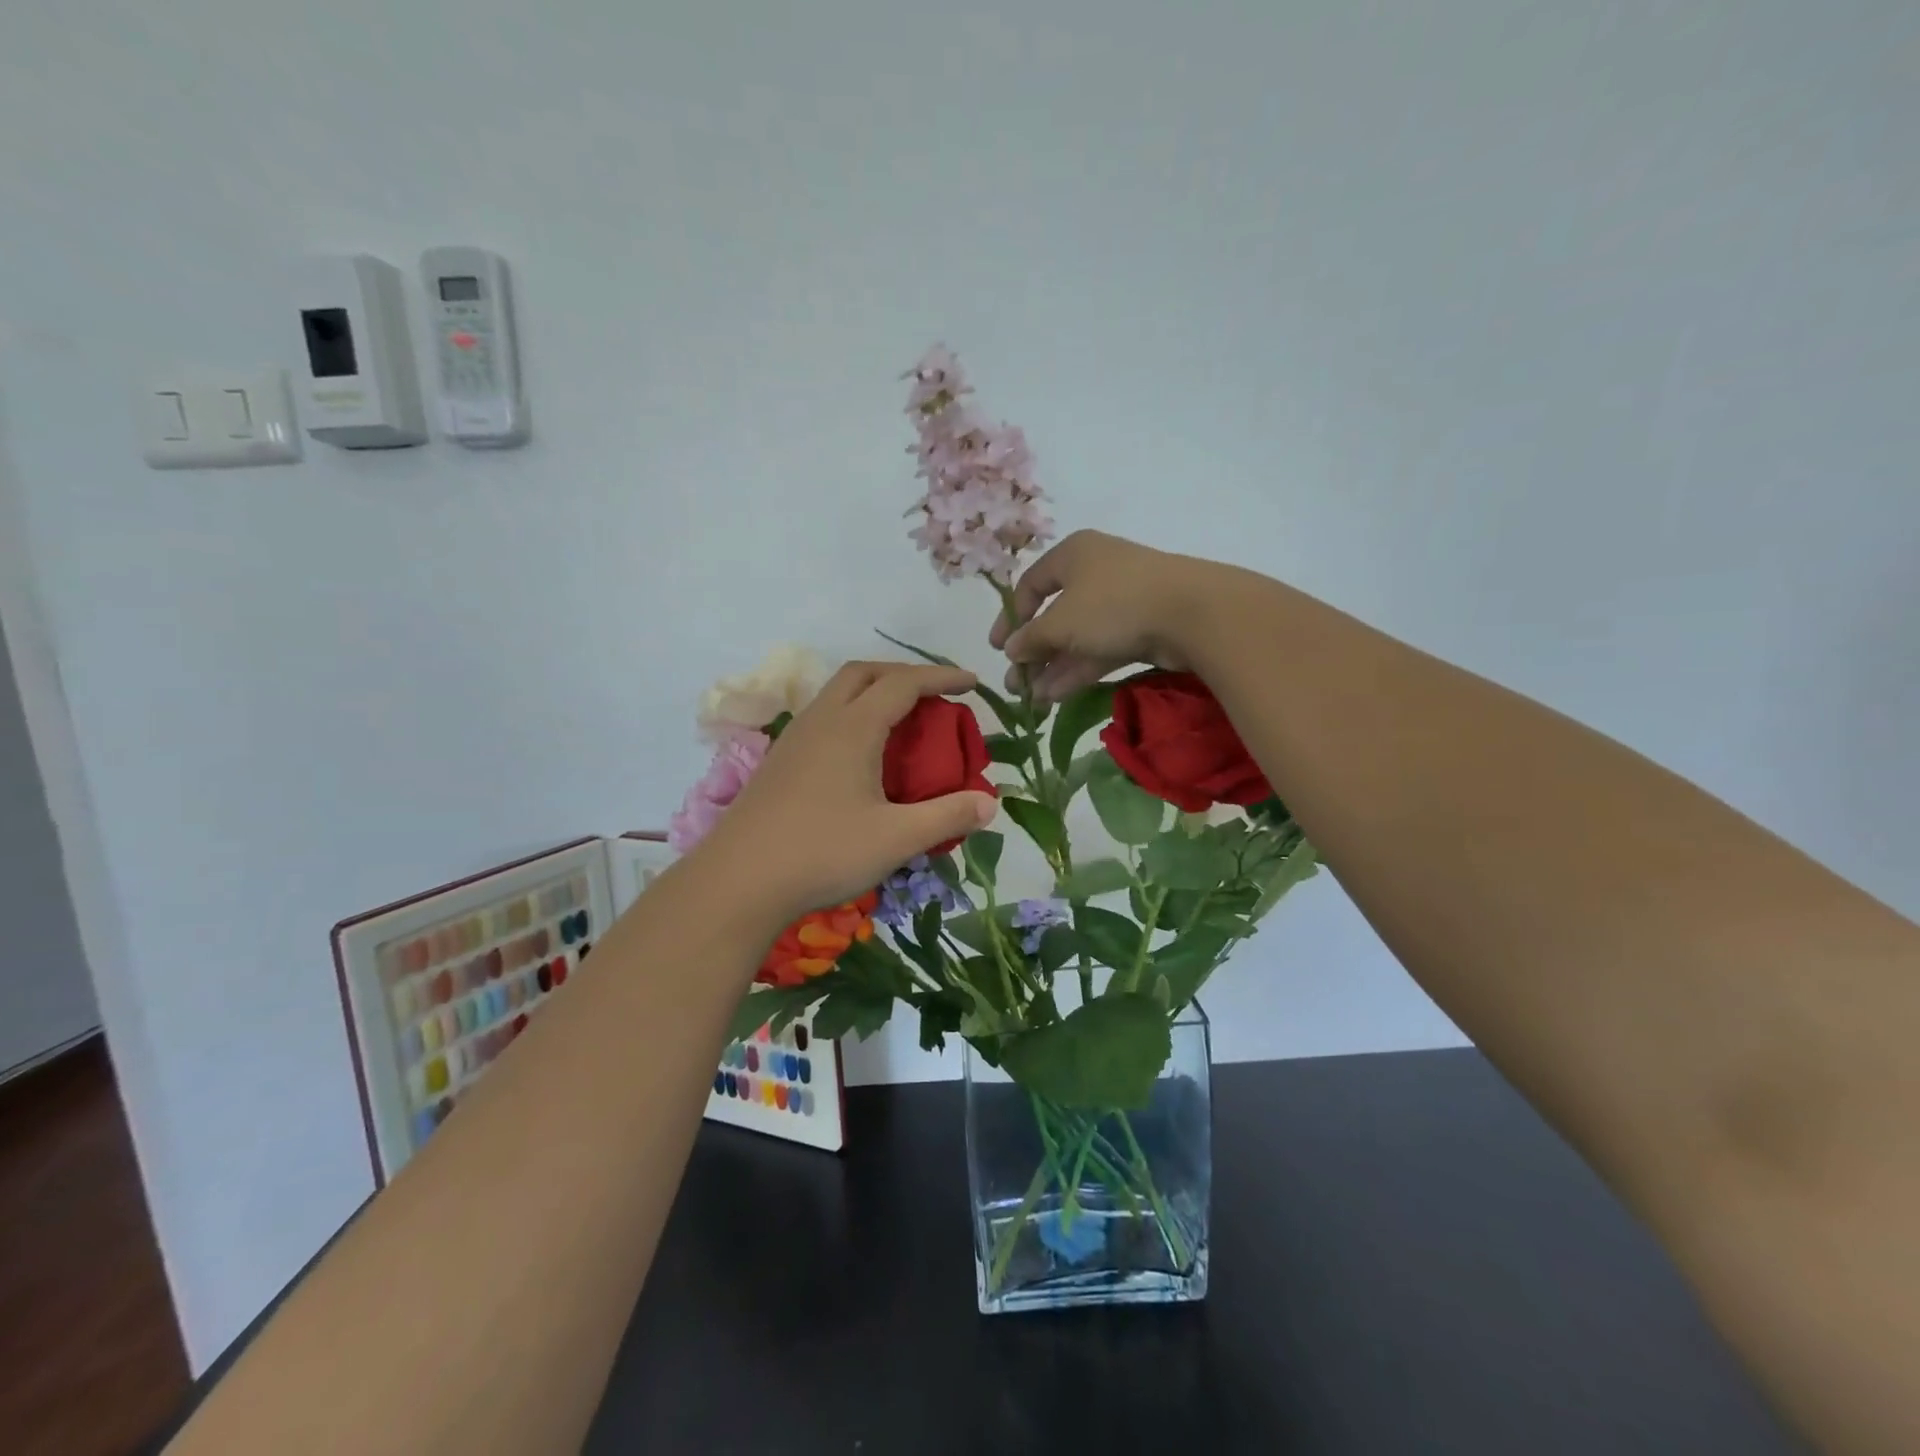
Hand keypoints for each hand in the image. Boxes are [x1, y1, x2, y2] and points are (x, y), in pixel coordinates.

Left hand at [688, 662, 999, 921]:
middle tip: (934, 695)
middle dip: (903, 674)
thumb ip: (947, 817)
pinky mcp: (778, 763)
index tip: (971, 682)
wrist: (737, 882)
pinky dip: (851, 715)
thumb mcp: (895, 838)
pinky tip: (860, 754)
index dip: (941, 677)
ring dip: (873, 692)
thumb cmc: (821, 853)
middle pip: (864, 673)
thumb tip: (991, 804)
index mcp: (852, 728)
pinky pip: (822, 718)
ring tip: (901, 720)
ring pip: (837, 694)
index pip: (904, 684)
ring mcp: (794, 740)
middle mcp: (821, 722)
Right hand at [990, 530, 1219, 700]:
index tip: (998, 647)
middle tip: (1015, 684)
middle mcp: (1095, 573)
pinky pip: (1100, 649)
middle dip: (1033, 654)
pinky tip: (1056, 697)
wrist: (1192, 613)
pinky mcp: (1141, 628)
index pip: (1031, 584)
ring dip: (1053, 669)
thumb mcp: (1060, 623)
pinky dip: (1078, 671)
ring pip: (1078, 637)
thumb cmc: (1113, 604)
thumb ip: (1031, 638)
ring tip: (1033, 701)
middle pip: (1055, 616)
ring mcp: (1121, 601)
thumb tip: (1011, 650)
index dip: (1011, 617)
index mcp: (1073, 555)